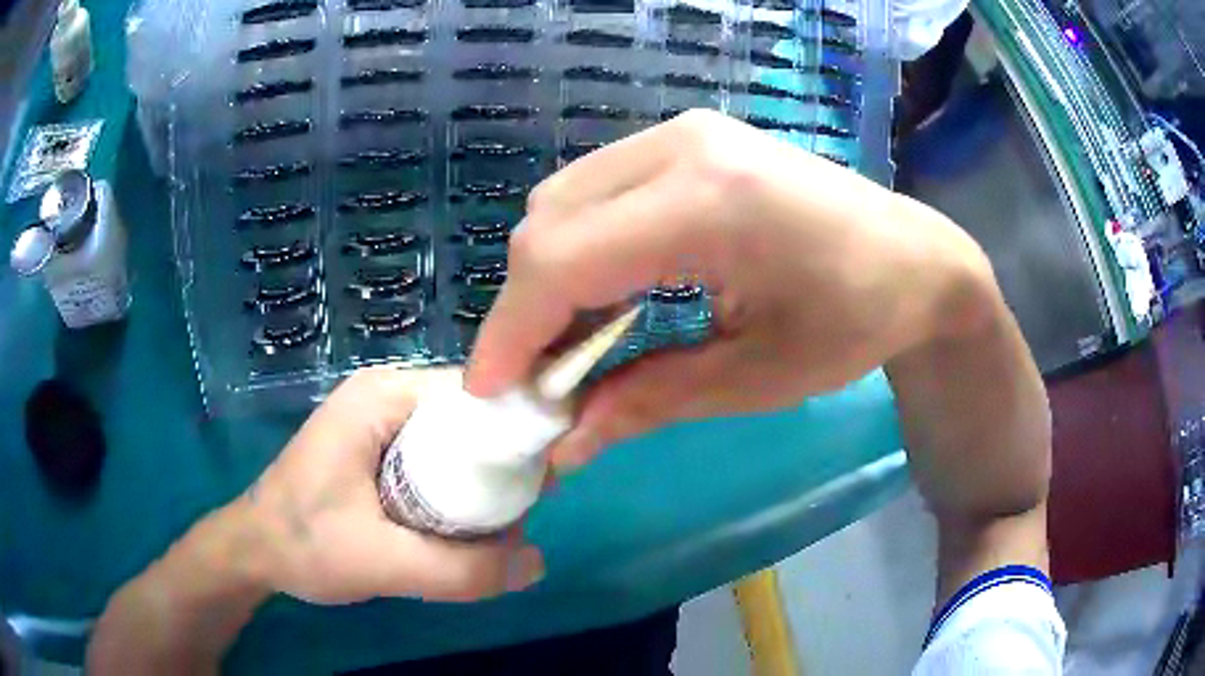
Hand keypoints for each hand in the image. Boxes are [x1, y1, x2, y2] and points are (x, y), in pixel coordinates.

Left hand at [238, 366, 543, 603]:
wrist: (255, 552)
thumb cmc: (303, 543)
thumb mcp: (380, 562)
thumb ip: (458, 569)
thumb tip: (538, 564)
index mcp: (382, 396)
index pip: (475, 392)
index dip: (517, 430)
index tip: (546, 480)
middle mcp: (387, 396)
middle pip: (470, 417)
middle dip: (501, 466)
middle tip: (520, 518)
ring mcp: (382, 422)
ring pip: (456, 442)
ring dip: (481, 484)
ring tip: (496, 531)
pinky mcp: (380, 449)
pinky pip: (438, 460)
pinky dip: (458, 492)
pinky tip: (463, 528)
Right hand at [467, 109, 994, 465]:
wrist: (914, 260)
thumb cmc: (856, 322)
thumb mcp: (756, 378)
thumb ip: (647, 402)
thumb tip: (563, 446)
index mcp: (709, 202)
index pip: (562, 259)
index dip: (511, 332)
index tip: (490, 395)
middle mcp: (681, 146)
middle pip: (548, 222)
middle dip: (524, 307)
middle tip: (537, 378)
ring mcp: (683, 133)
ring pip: (562, 200)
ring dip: (547, 275)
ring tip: (568, 341)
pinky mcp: (687, 139)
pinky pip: (597, 190)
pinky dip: (579, 246)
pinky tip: (603, 291)